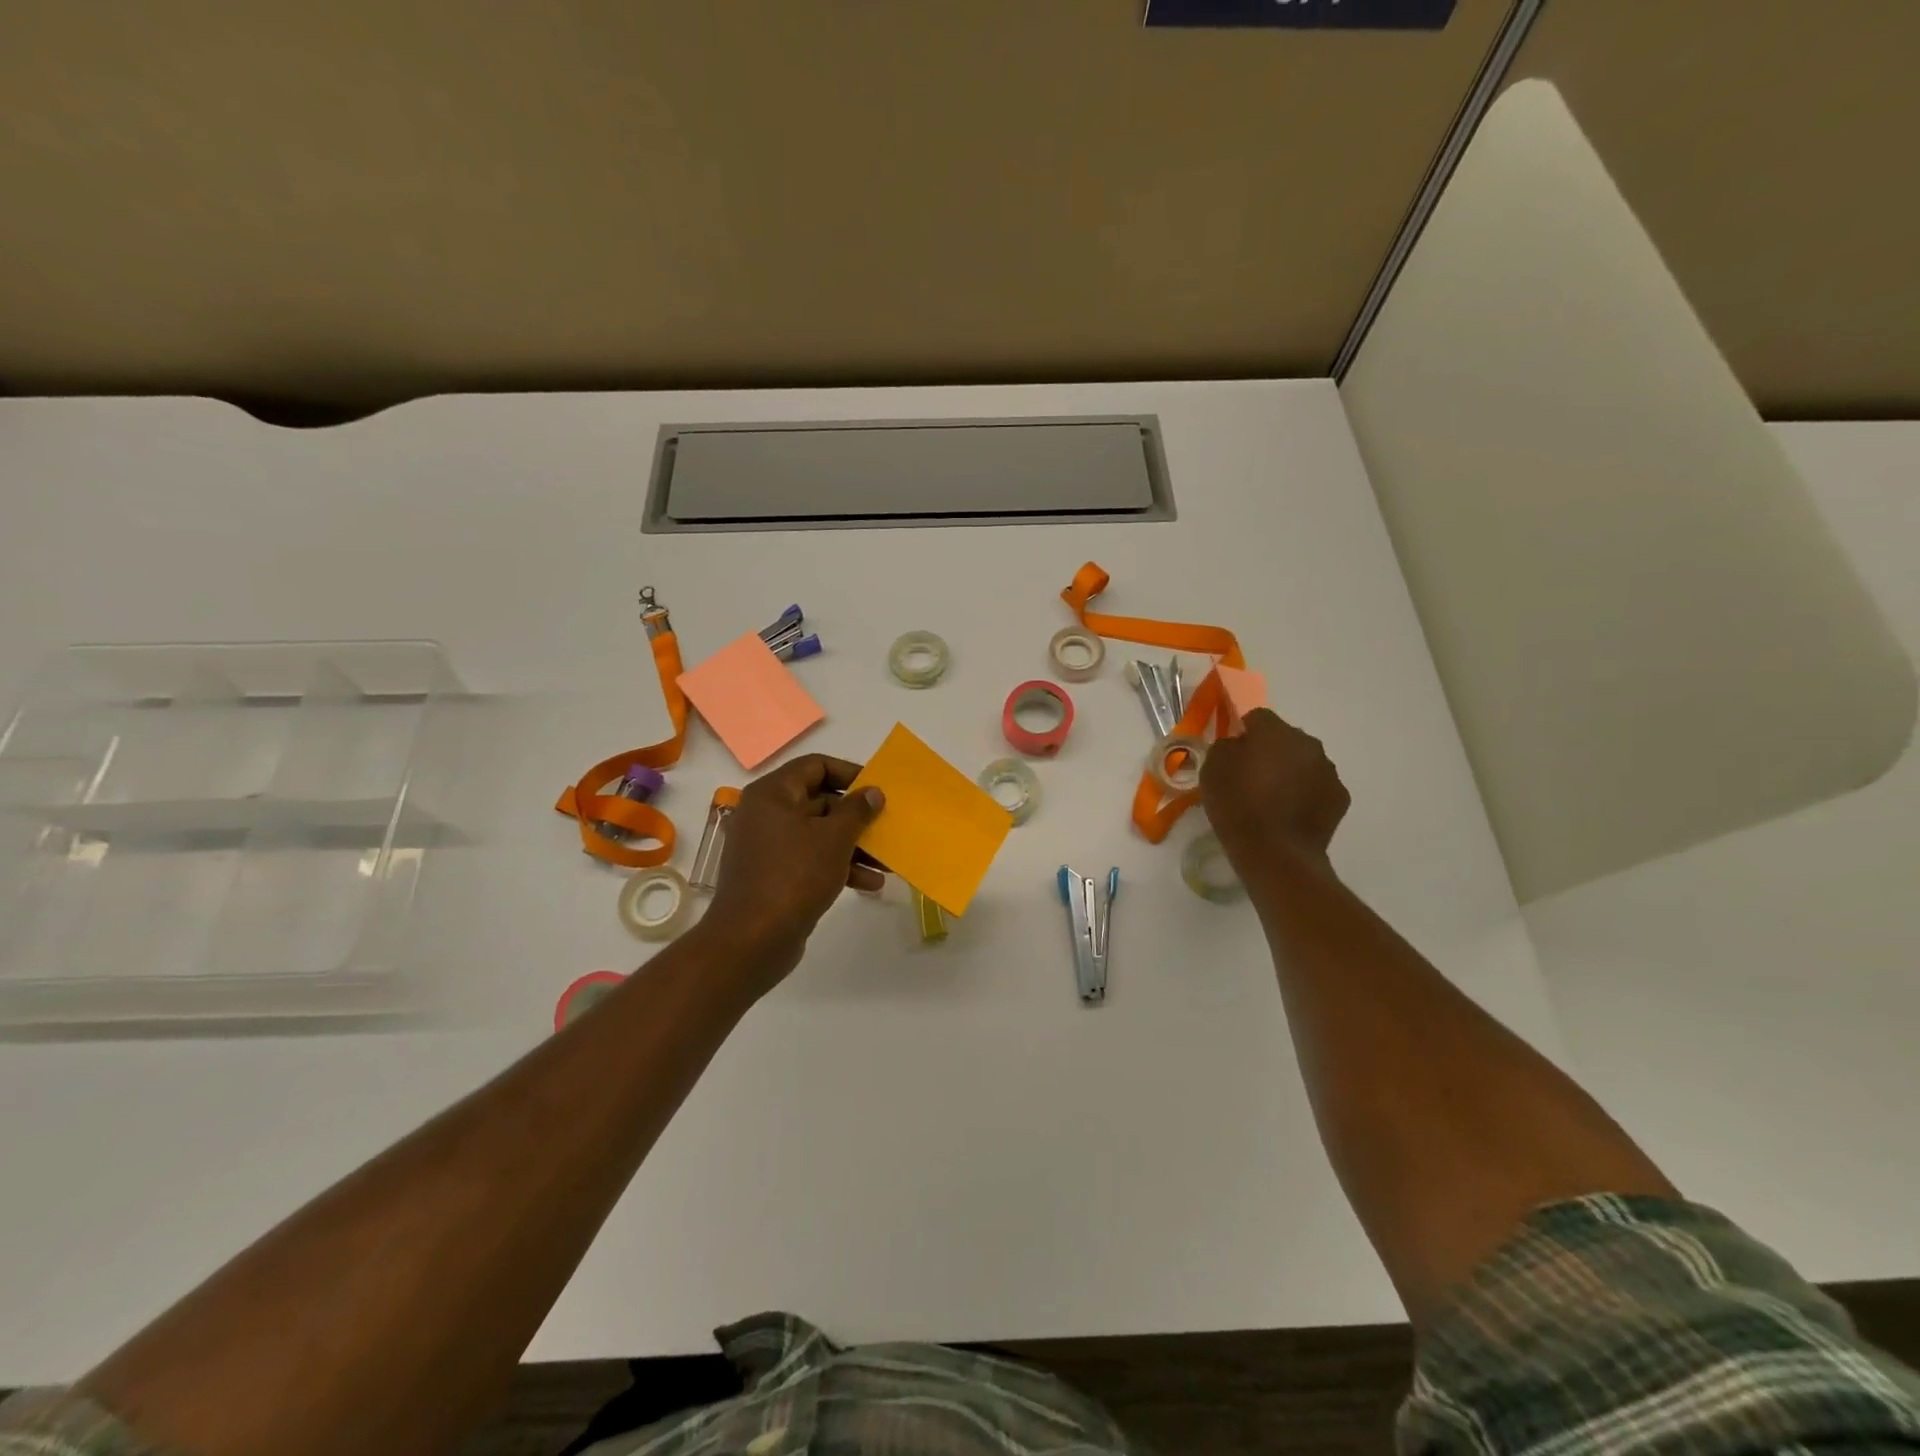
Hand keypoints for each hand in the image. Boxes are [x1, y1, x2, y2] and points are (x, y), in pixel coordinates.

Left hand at [704, 755, 884, 989]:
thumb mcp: (834, 838)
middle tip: (887, 826)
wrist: (752, 940)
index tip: (878, 789)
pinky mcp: (774, 875)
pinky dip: (838, 866)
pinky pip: (811, 859)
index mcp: (772, 794)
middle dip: (857, 817)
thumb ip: (857, 810)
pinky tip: (870, 884)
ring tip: (887, 863)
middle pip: (819, 801)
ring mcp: (768, 847)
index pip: (815, 765)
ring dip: (854, 846)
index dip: (850, 773)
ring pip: (818, 834)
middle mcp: (766, 814)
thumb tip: (872, 791)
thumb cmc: (794, 876)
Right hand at [1200, 708, 1350, 878]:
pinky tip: (1290, 814)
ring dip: (1290, 772)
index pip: (1257, 717)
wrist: (1275, 853)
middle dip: (1271, 751)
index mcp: (1275, 732)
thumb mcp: (1212, 769)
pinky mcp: (1340, 798)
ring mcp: (1328, 771)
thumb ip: (1226, 746)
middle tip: (1252, 776)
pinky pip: (1318, 787)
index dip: (1243, 731)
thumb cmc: (1238, 806)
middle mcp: (1308, 744)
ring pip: (1304, 762)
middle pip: (1285, 738)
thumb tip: (1239, 744)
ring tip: (1272, 799)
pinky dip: (1306, 794)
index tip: (1233, 753)